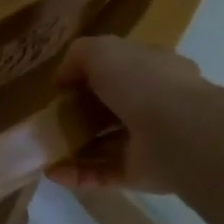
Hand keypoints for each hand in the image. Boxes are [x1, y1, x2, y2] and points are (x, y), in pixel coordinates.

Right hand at [47, 36, 210, 193]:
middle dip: (76, 116)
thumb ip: (78, 56)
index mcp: (151, 71)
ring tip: (42, 149)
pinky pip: (102, 173)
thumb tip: (63, 80)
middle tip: (48, 120)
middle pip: (108, 110)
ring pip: (103, 144)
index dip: (87, 77)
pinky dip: (76, 173)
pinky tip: (51, 172)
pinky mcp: (140, 173)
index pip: (118, 72)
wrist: (181, 133)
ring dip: (71, 148)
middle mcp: (153, 105)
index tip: (60, 88)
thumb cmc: (142, 82)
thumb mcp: (101, 50)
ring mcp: (148, 142)